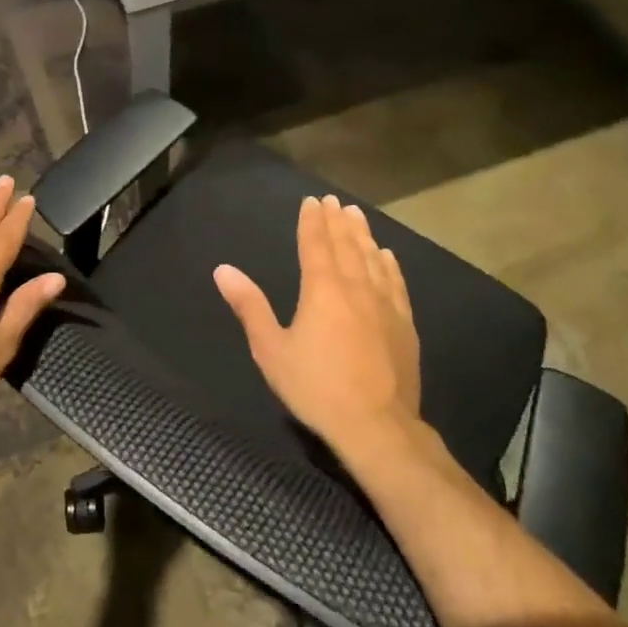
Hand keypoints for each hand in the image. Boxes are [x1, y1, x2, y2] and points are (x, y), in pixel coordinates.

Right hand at [214, 195, 420, 457]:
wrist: (376, 425)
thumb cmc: (316, 387)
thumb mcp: (271, 350)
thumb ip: (250, 307)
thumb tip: (223, 270)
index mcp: (322, 289)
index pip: (316, 244)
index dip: (312, 222)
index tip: (312, 201)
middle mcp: (356, 288)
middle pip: (346, 245)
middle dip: (338, 221)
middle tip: (334, 201)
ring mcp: (385, 305)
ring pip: (373, 259)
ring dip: (363, 235)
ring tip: (358, 216)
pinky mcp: (404, 324)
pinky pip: (396, 283)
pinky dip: (389, 265)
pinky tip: (388, 256)